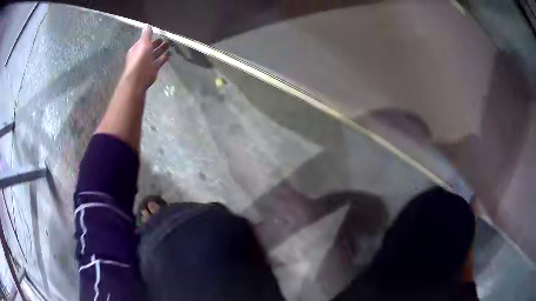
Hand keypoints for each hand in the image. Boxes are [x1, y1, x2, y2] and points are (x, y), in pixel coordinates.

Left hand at [123, 25, 169, 89]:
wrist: (138, 79)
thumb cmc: (140, 60)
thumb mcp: (143, 44)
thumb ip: (146, 35)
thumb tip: (147, 25)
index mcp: (136, 49)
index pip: (143, 41)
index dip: (149, 37)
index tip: (157, 33)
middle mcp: (141, 56)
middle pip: (150, 48)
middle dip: (156, 43)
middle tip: (164, 39)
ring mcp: (146, 64)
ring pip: (155, 55)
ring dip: (161, 50)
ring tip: (168, 45)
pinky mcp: (152, 71)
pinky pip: (159, 63)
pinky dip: (163, 59)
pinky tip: (169, 55)